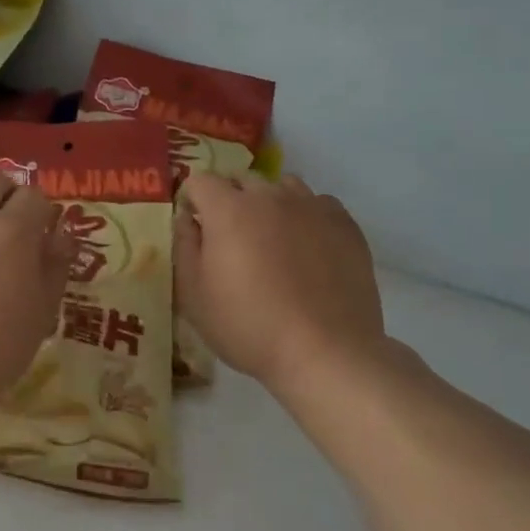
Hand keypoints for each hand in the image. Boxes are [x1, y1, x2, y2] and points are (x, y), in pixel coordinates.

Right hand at [176, 174, 387, 393]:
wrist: (325, 351)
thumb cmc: (248, 326)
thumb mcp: (194, 296)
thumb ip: (185, 248)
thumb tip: (187, 218)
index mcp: (228, 210)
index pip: (201, 180)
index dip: (194, 200)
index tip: (197, 227)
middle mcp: (270, 196)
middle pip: (242, 180)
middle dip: (230, 199)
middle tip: (233, 239)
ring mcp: (311, 206)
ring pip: (283, 186)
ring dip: (270, 204)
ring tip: (273, 240)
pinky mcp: (344, 224)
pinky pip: (318, 204)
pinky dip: (306, 217)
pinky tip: (308, 248)